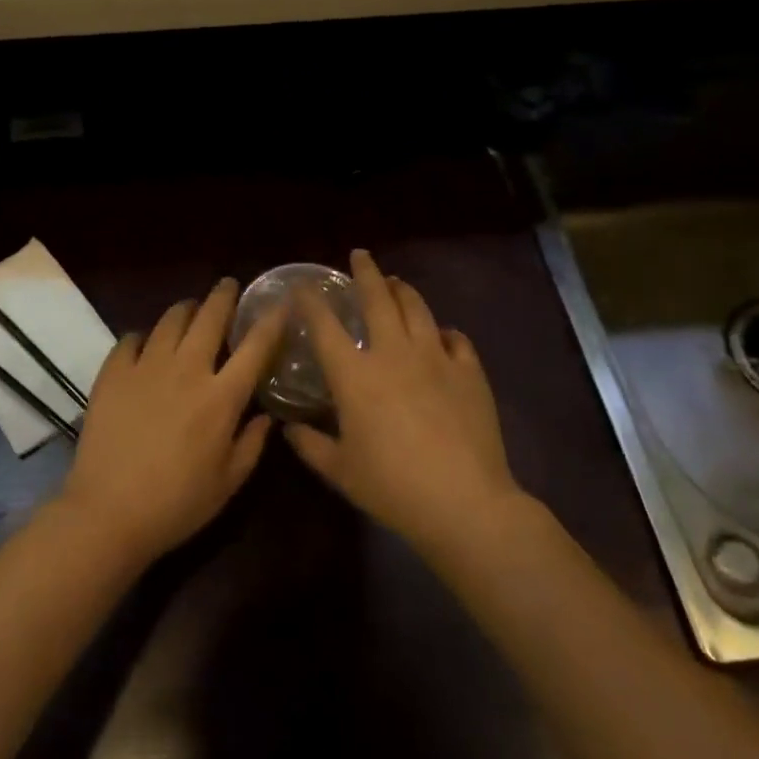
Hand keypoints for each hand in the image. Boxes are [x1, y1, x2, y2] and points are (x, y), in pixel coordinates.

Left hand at [59, 278, 284, 565]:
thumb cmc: (176, 504)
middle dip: (223, 296)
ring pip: (170, 320)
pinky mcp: (113, 373)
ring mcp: (146, 367)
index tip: (280, 301)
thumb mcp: (228, 484)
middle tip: (228, 286)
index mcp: (220, 397)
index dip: (271, 320)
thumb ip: (252, 444)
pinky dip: (143, 336)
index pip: (254, 347)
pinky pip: (131, 339)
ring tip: (190, 310)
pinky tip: (145, 343)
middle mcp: (186, 370)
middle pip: (210, 317)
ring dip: (185, 310)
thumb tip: (266, 414)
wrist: (108, 512)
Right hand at [283, 249, 520, 556]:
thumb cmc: (392, 487)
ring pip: (417, 309)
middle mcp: (393, 353)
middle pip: (378, 299)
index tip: (303, 285)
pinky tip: (442, 335)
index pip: (325, 326)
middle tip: (360, 255)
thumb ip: (310, 446)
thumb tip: (288, 428)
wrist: (464, 502)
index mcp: (355, 375)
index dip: (311, 301)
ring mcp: (435, 358)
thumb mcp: (340, 471)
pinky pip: (456, 339)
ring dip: (403, 290)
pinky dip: (444, 332)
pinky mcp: (469, 372)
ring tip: (396, 282)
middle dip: (365, 272)